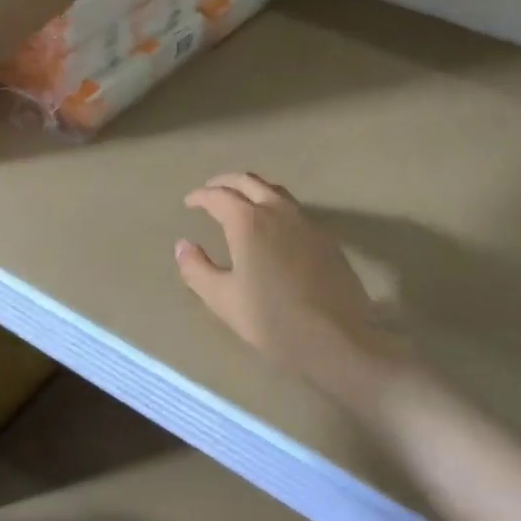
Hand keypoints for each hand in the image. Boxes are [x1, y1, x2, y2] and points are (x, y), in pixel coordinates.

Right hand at [175, 173, 405, 395]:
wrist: (336, 338)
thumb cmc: (272, 320)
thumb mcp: (223, 299)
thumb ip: (197, 269)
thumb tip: (183, 246)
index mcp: (249, 222)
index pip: (219, 196)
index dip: (201, 196)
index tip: (189, 202)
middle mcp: (278, 211)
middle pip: (249, 182)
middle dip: (226, 182)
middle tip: (210, 191)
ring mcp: (307, 222)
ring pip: (275, 191)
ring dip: (253, 189)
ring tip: (240, 202)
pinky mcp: (326, 238)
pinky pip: (294, 209)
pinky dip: (275, 205)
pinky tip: (272, 226)